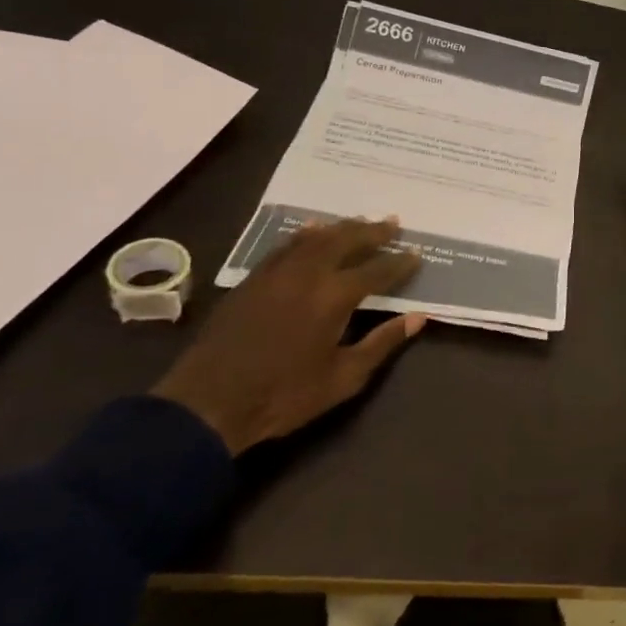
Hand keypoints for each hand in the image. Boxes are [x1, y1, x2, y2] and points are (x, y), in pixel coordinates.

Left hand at [153, 218, 425, 454]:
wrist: (207, 404)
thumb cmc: (283, 396)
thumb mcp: (343, 378)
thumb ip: (382, 343)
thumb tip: (418, 318)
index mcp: (334, 297)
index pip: (377, 270)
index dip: (400, 263)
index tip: (417, 254)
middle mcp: (308, 274)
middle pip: (347, 241)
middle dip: (374, 232)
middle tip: (394, 223)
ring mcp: (277, 273)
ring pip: (316, 238)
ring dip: (343, 227)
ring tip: (361, 221)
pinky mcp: (253, 279)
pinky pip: (287, 246)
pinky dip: (306, 235)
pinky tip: (313, 230)